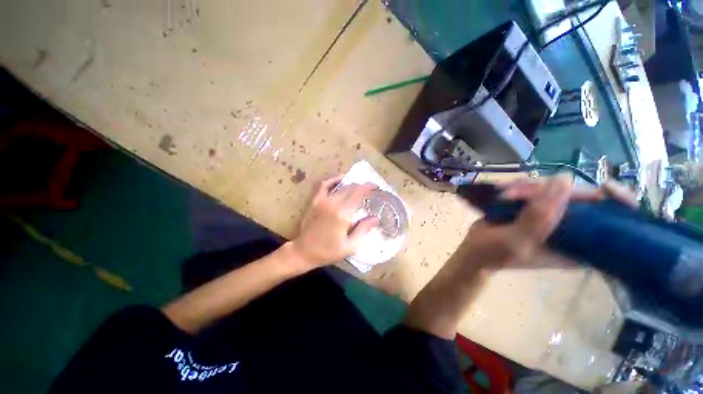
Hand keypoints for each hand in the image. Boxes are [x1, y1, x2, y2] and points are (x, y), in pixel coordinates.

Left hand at [289, 175, 378, 267]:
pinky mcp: (315, 201)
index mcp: (342, 214)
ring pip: (339, 186)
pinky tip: (340, 180)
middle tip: (369, 189)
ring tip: (358, 186)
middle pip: (350, 189)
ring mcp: (322, 201)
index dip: (368, 188)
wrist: (304, 252)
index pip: (358, 194)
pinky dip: (333, 180)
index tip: (375, 187)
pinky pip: (324, 186)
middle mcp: (333, 204)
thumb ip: (363, 230)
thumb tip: (376, 218)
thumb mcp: (350, 246)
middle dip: (361, 186)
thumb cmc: (328, 251)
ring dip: (350, 184)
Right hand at [461, 174, 637, 268]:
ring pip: (555, 189)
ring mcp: (551, 216)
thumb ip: (540, 217)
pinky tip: (504, 192)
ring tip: (505, 196)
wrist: (474, 250)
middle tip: (519, 194)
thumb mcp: (519, 240)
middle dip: (551, 191)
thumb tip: (563, 179)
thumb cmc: (496, 253)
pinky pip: (535, 189)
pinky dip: (520, 187)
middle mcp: (571, 229)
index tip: (607, 188)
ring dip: (528, 189)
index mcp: (580, 246)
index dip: (619, 202)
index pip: (614, 222)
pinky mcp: (533, 207)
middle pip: (581, 197)